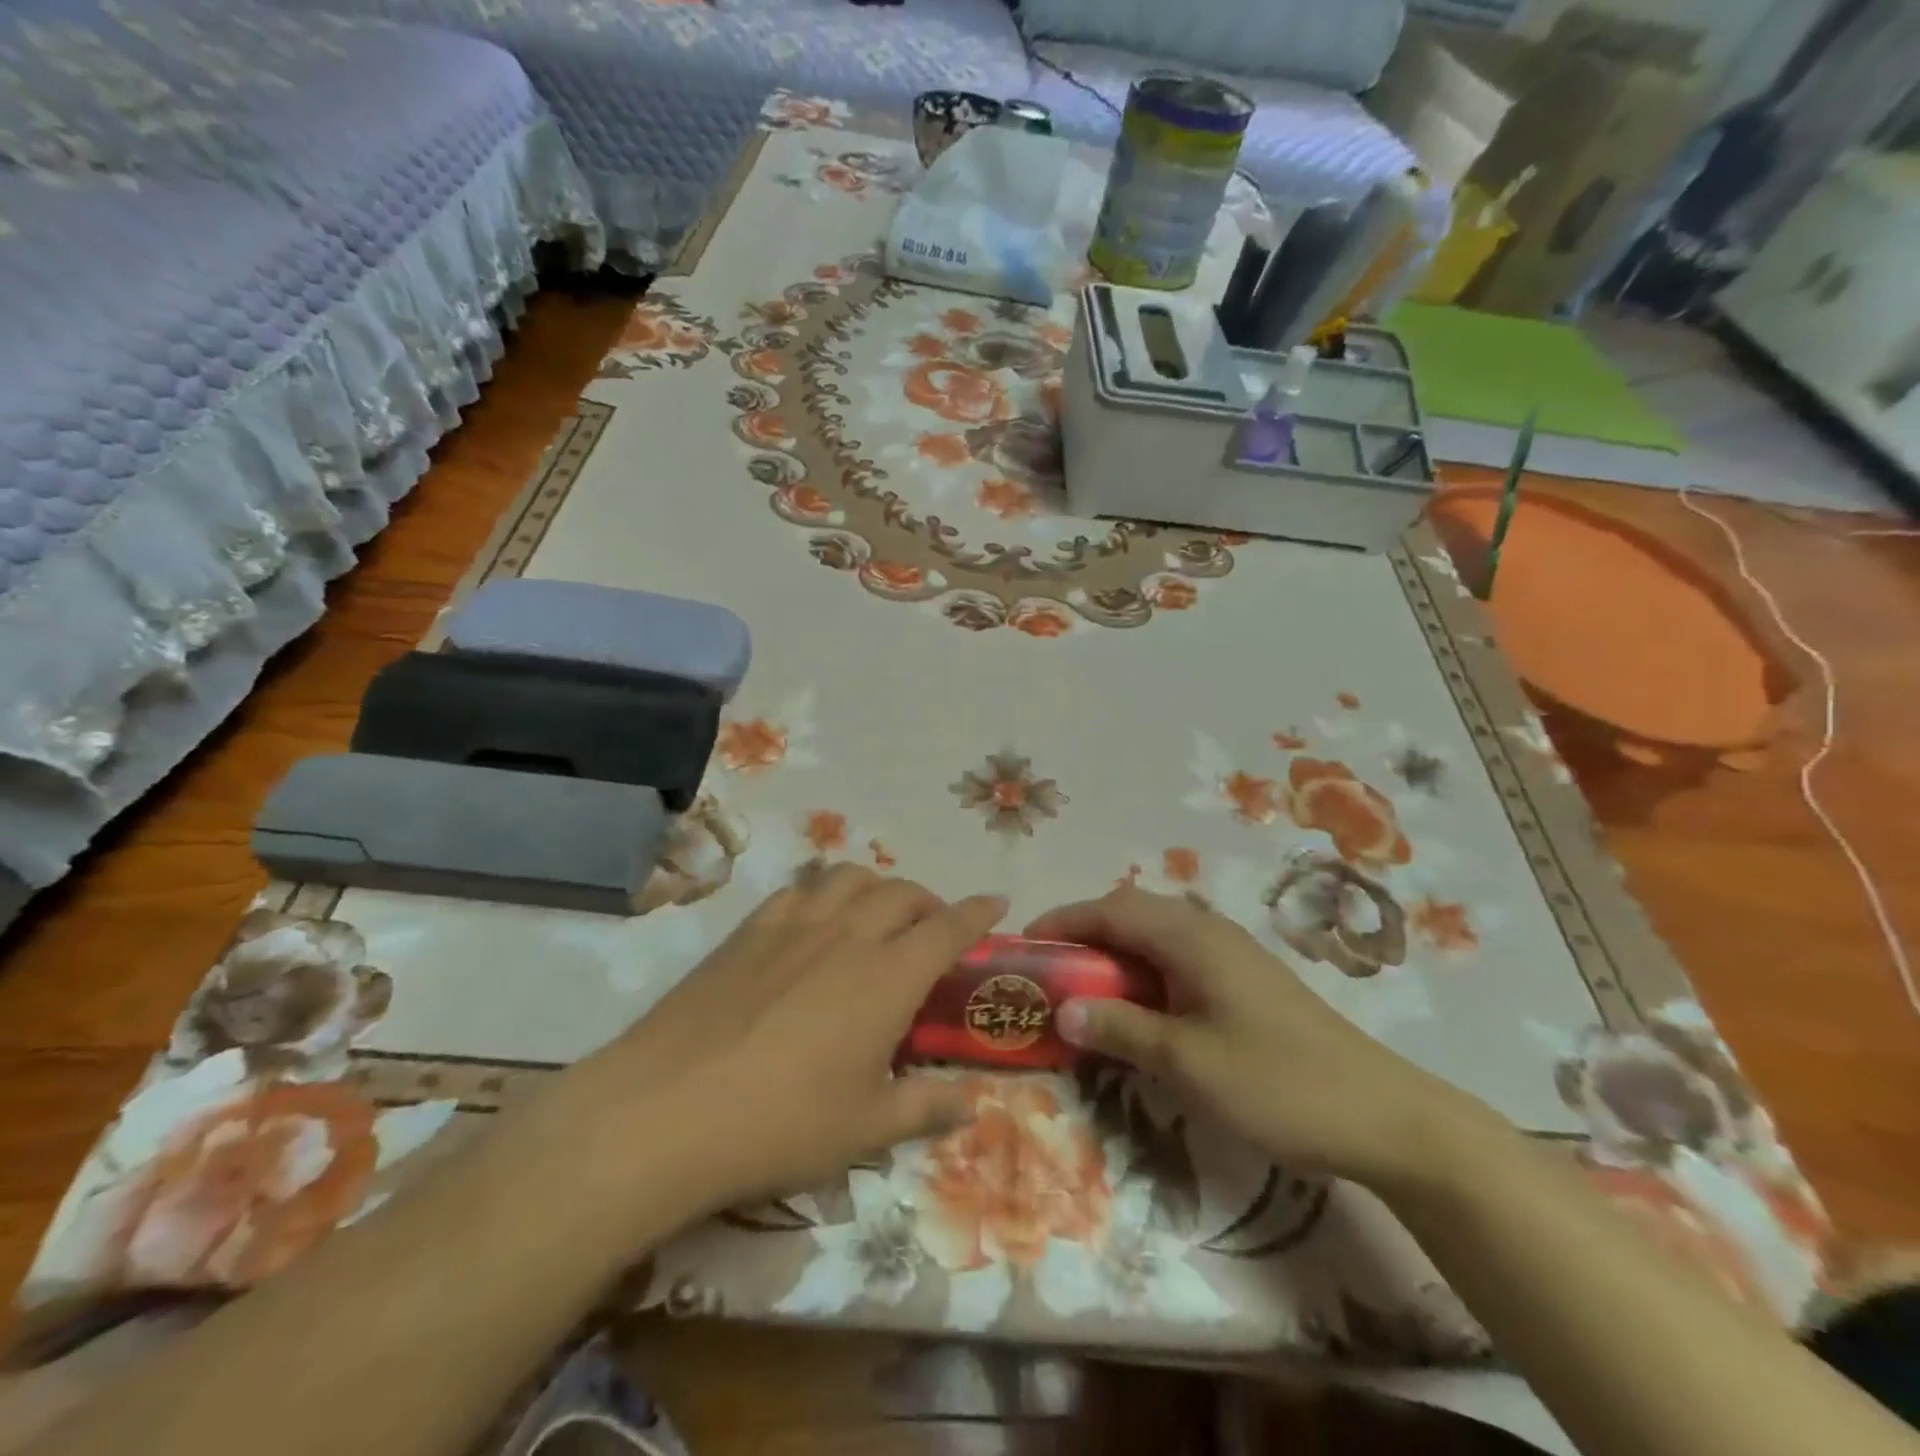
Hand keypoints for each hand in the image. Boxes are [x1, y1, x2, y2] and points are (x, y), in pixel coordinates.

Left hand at [549, 866, 1006, 1214]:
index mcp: (887, 977)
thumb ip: (927, 1108)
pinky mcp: (747, 931)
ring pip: (848, 878)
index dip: (978, 912)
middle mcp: (847, 935)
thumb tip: (972, 1103)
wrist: (666, 1110)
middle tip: (933, 928)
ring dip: (876, 887)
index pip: (948, 928)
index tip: (997, 901)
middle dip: (929, 902)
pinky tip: (812, 924)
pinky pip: (797, 890)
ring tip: (876, 916)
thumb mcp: (865, 1129)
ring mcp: (793, 926)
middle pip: (901, 893)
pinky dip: (821, 894)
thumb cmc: (781, 1125)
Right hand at [1028, 887, 1501, 1190]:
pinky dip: (1143, 972)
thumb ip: (1121, 1028)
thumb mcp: (1188, 1062)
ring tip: (1083, 990)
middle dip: (1084, 934)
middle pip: (1130, 913)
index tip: (1024, 945)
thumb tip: (1061, 1009)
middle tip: (1048, 972)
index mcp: (1191, 937)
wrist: (1385, 1116)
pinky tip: (1139, 1009)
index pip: (1110, 909)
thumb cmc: (1278, 1083)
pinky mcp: (1245, 981)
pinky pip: (1177, 959)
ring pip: (1155, 936)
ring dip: (1114, 954)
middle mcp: (1208, 931)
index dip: (1063, 921)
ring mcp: (1231, 954)